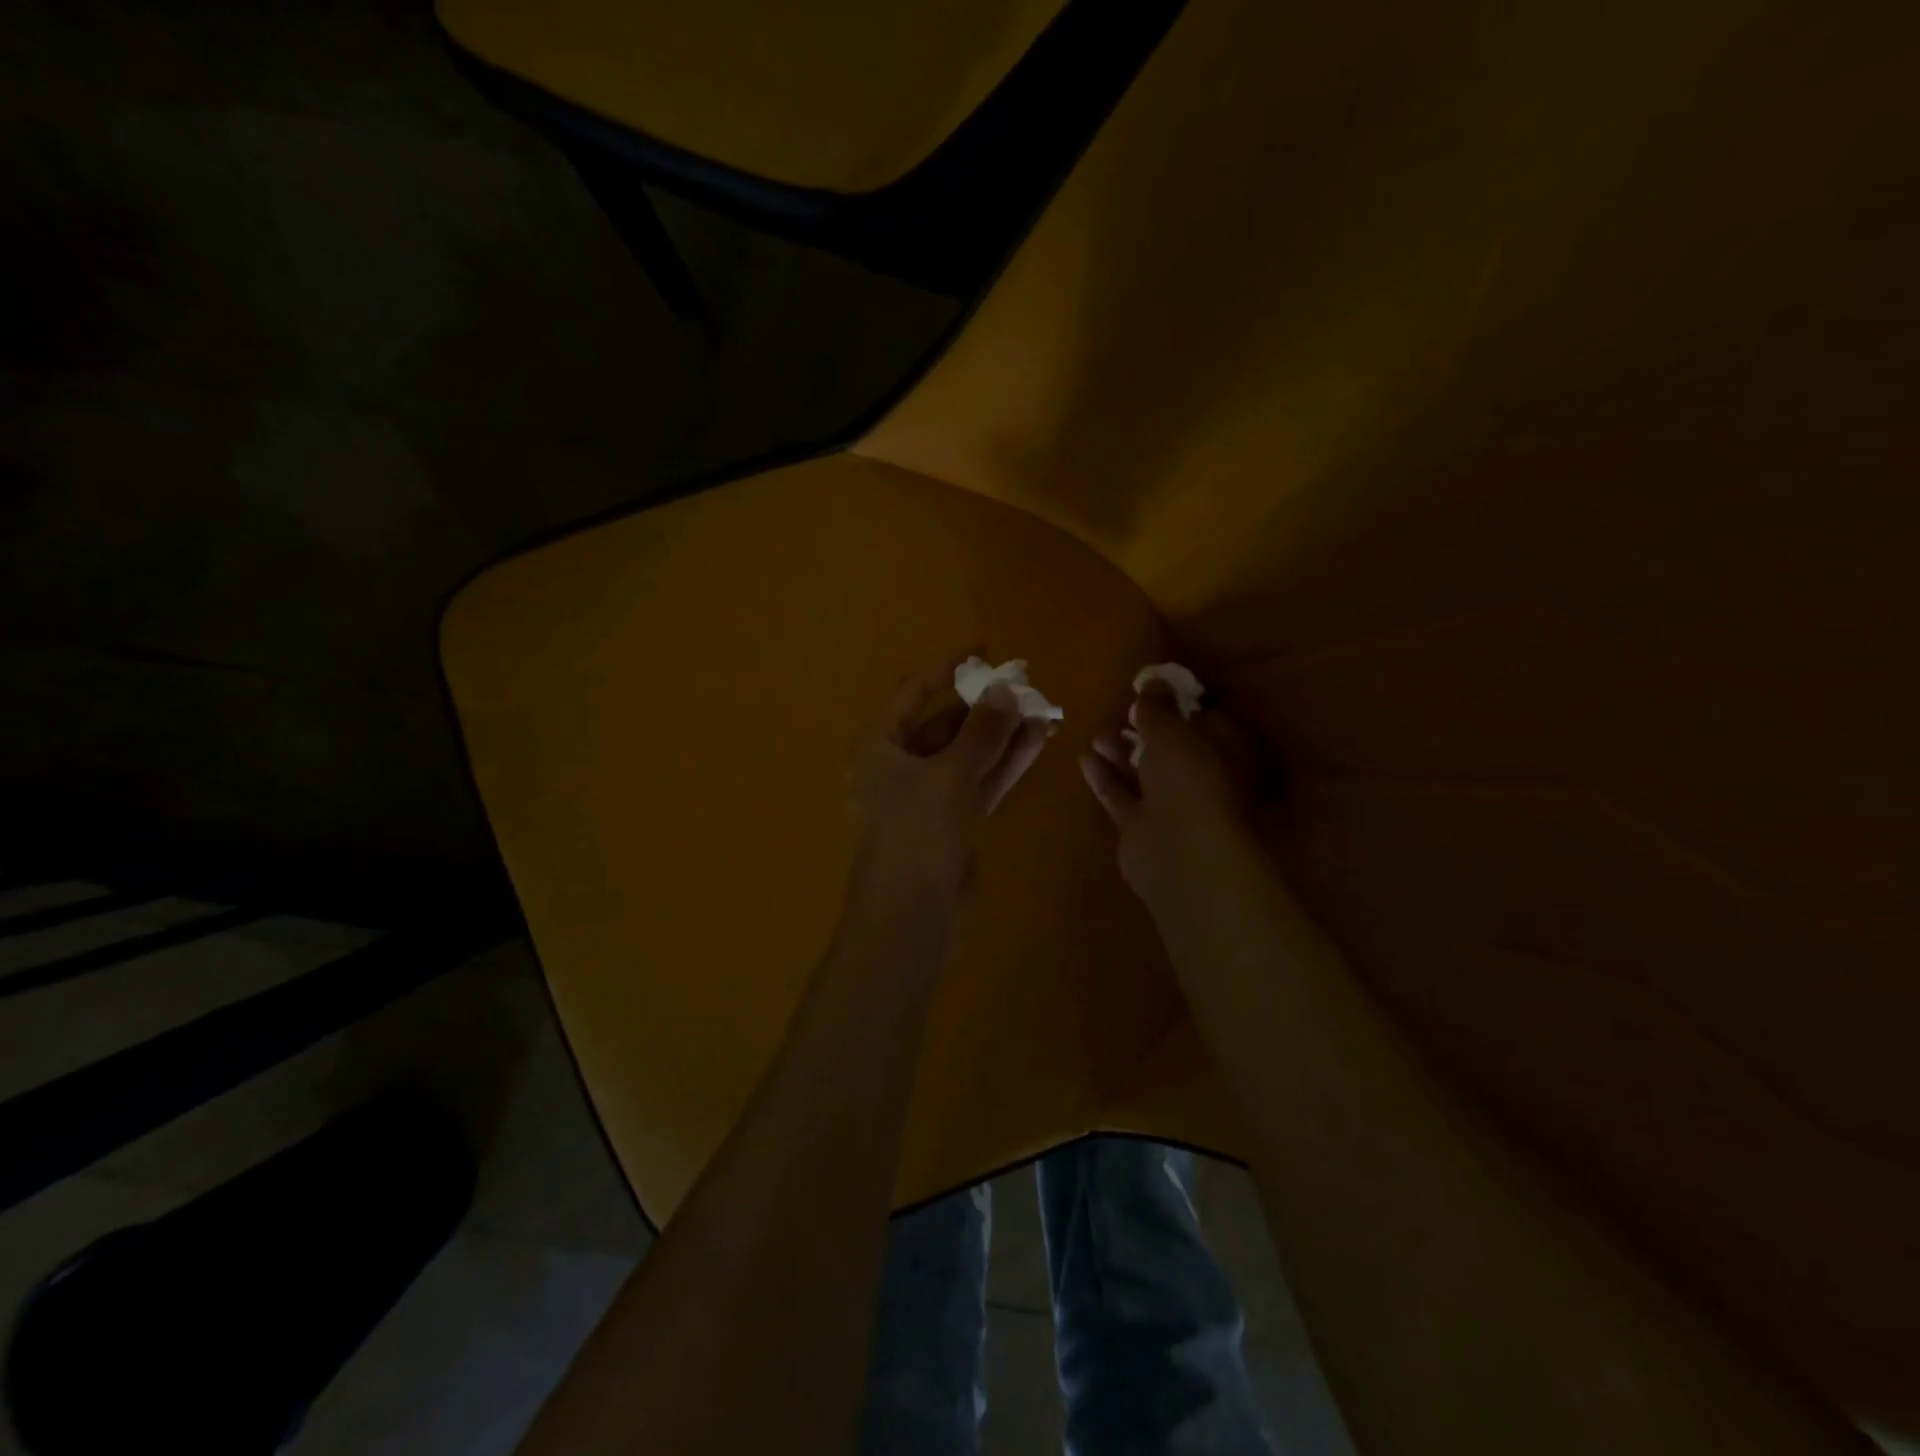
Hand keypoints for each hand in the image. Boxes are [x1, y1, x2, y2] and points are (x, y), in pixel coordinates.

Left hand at [848, 657, 1049, 906]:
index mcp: (879, 747)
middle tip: (1028, 686)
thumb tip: (1008, 689)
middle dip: (986, 706)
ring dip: (1002, 734)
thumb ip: (981, 732)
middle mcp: (899, 766)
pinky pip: (979, 781)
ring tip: (1044, 710)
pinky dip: (1005, 764)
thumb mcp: (948, 776)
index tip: (985, 651)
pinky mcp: (952, 821)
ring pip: (969, 754)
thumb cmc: (916, 836)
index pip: (914, 693)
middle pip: (945, 724)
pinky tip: (1037, 742)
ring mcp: (927, 796)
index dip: (948, 669)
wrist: (911, 918)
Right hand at [1079, 684, 1265, 908]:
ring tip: (1096, 735)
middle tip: (1120, 714)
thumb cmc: (1189, 781)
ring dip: (1120, 752)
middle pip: (1170, 748)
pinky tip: (1085, 759)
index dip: (1177, 705)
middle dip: (1143, 730)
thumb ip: (1157, 706)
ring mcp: (1172, 806)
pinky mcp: (1143, 827)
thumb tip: (1154, 679)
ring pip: (1143, 772)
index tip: (1149, 692)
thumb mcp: (1171, 731)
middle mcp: (1202, 778)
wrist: (1182, 855)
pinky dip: (1105, 778)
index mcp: (1225, 752)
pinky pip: (1121, 796)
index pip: (1204, 720)